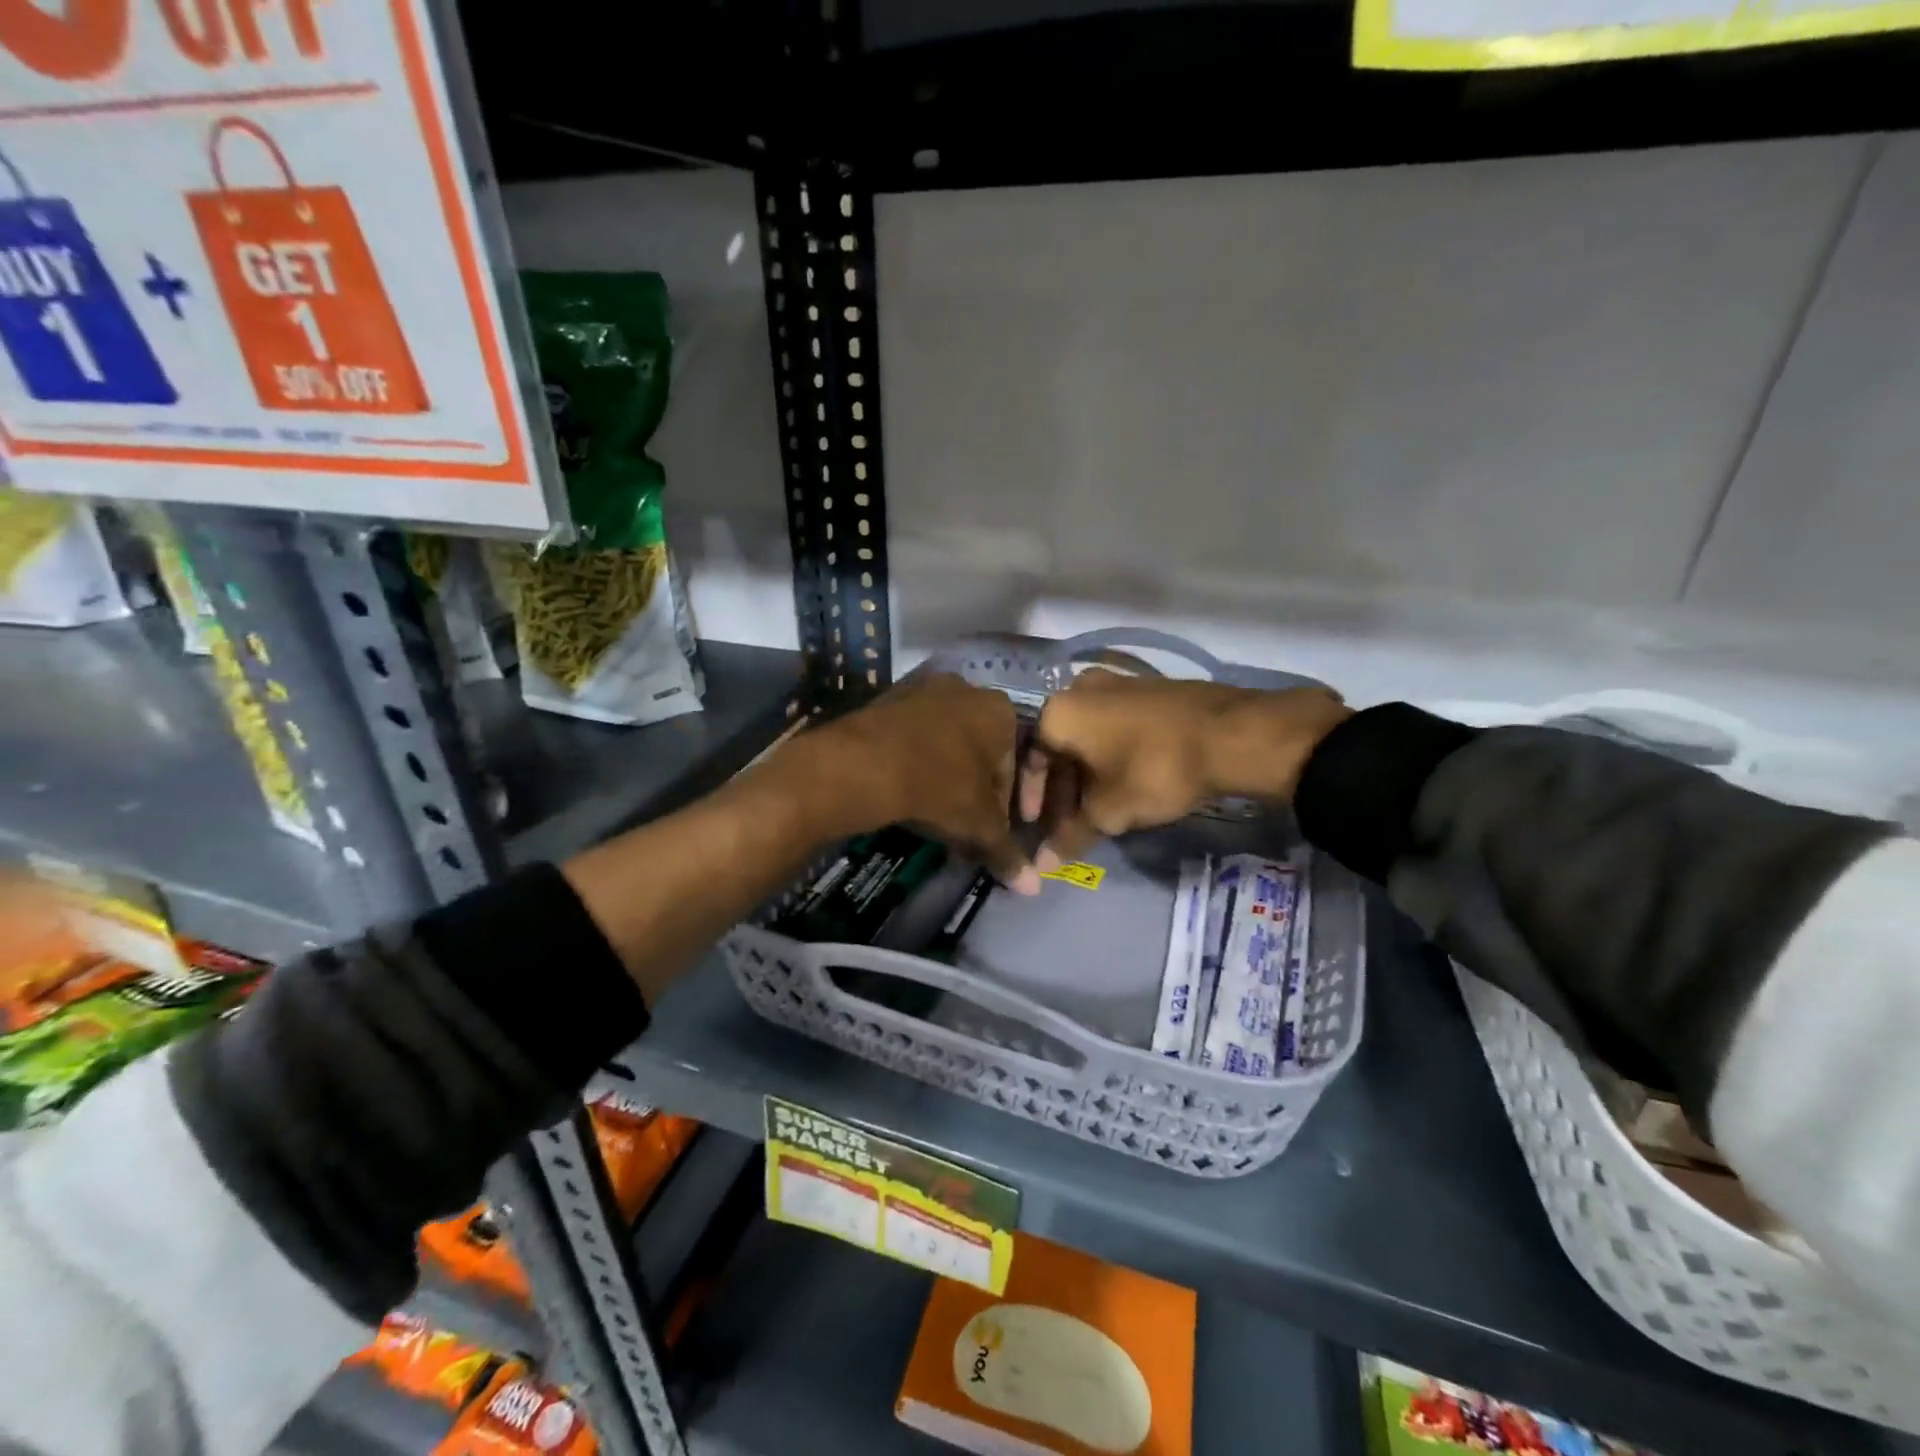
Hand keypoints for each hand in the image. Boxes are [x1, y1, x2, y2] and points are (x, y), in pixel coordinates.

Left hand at [810, 672, 1034, 888]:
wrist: (865, 763)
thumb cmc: (939, 787)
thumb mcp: (979, 825)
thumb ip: (1007, 852)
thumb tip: (1033, 888)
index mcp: (1001, 710)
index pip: (1014, 767)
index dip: (1005, 808)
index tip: (990, 834)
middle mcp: (967, 689)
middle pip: (979, 752)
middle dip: (973, 790)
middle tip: (961, 825)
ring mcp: (923, 689)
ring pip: (944, 744)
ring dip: (943, 776)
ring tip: (930, 813)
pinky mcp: (887, 698)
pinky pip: (912, 737)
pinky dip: (914, 763)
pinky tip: (904, 791)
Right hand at [1019, 669, 1350, 862]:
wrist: (1232, 734)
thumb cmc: (1154, 770)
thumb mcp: (1109, 811)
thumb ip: (1071, 836)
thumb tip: (1042, 866)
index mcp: (1058, 711)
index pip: (1030, 760)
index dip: (1033, 799)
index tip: (1039, 828)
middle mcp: (1079, 688)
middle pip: (1060, 747)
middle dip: (1063, 789)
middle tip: (1071, 823)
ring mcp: (1116, 682)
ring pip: (1088, 736)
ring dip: (1087, 773)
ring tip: (1100, 808)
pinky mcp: (1147, 686)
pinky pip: (1114, 725)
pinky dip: (1111, 754)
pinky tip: (1126, 781)